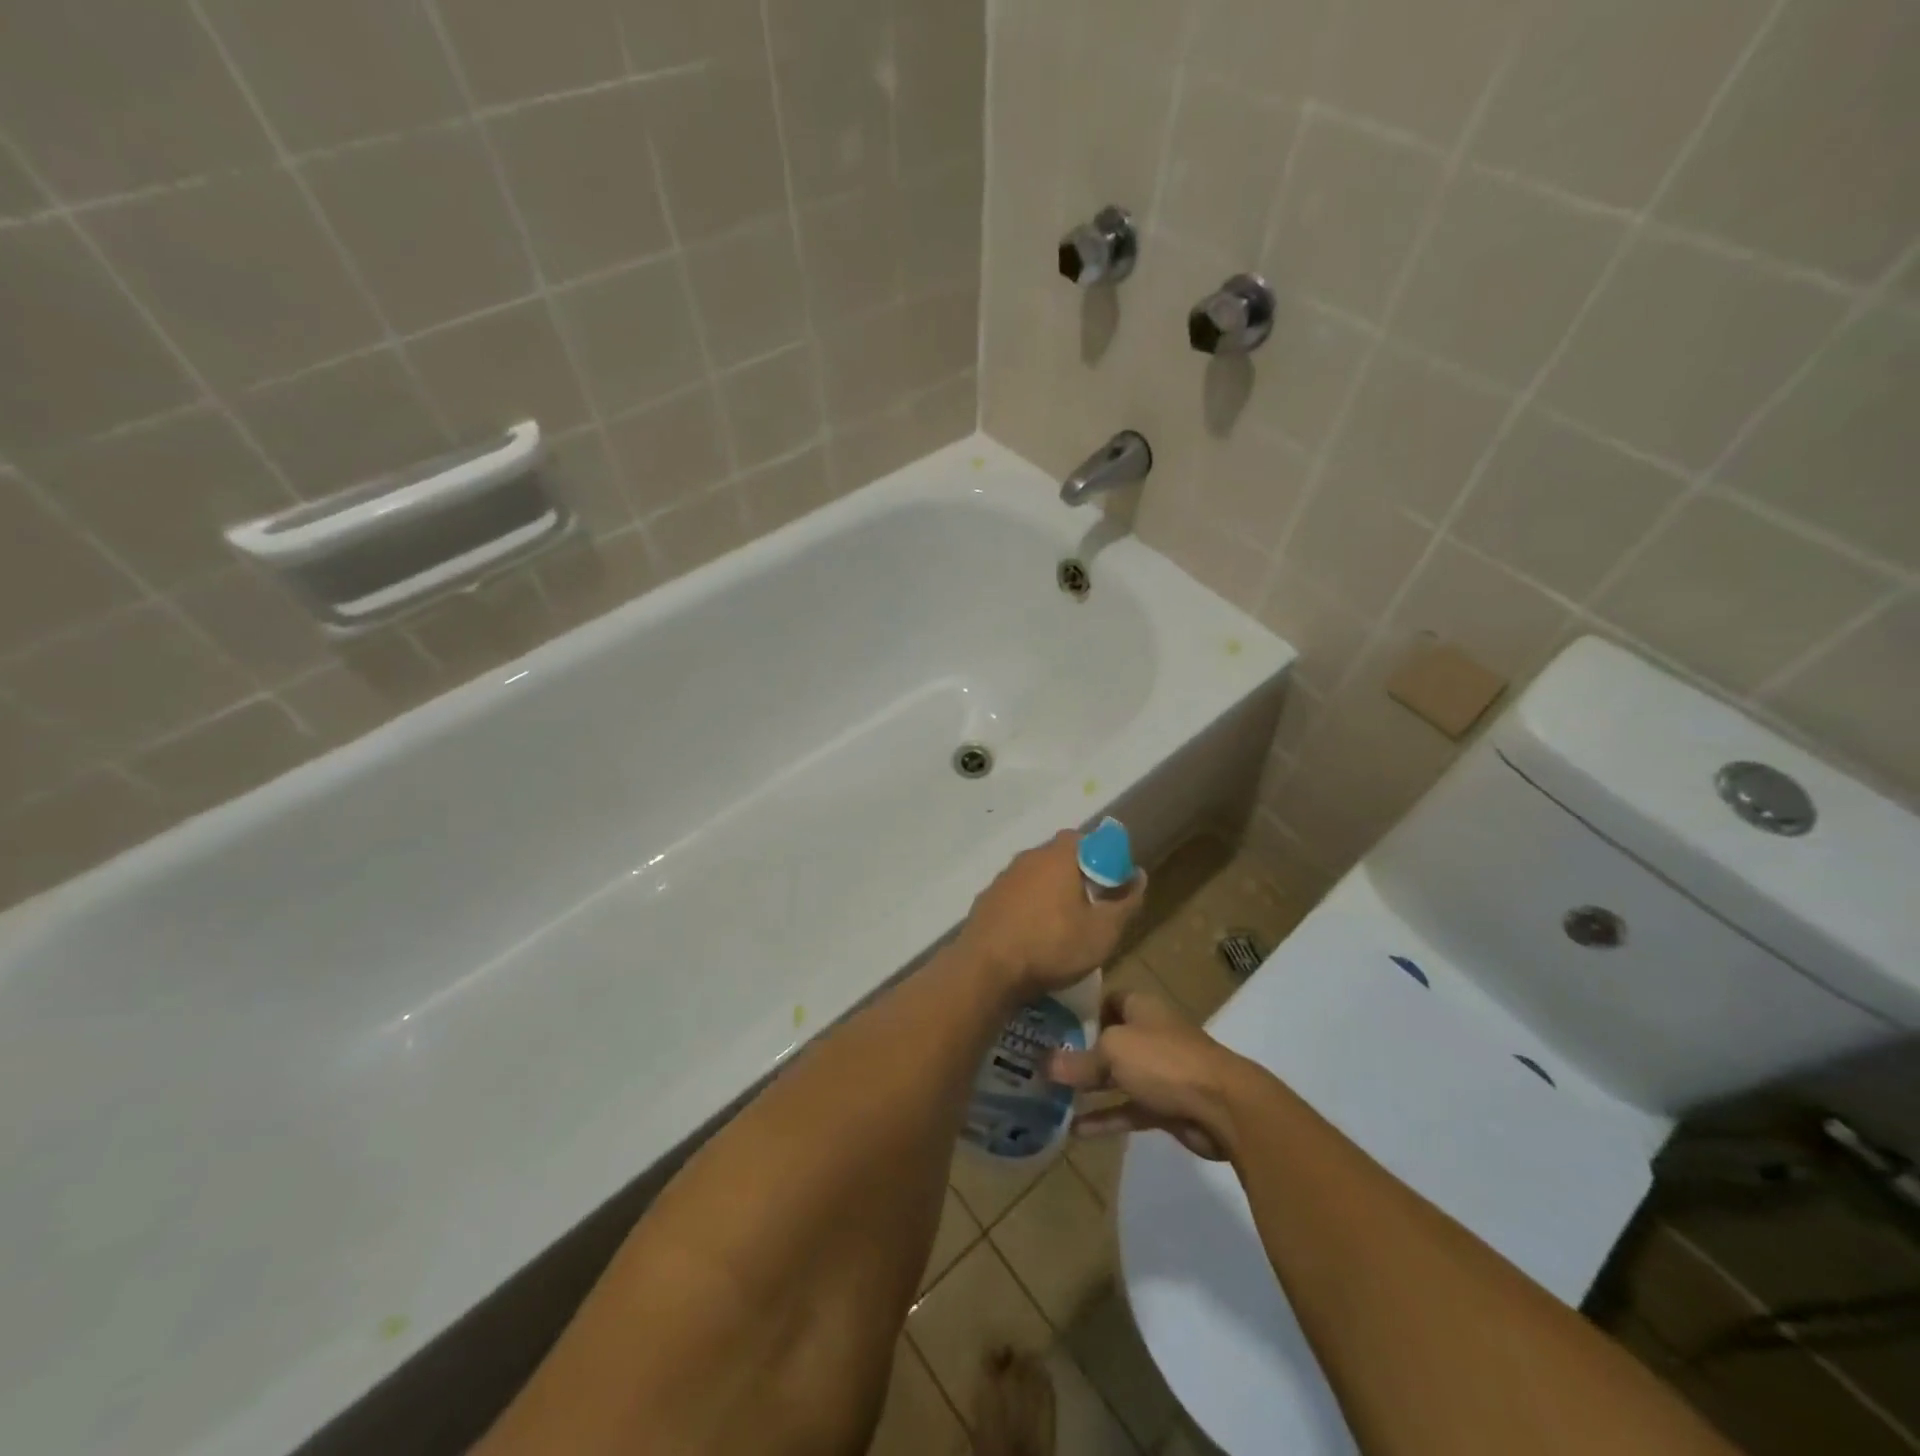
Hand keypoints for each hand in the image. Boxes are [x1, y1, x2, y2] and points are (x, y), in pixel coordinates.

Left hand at [957, 831, 1144, 998]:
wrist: (986, 970)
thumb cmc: (1052, 946)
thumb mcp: (1103, 931)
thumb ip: (1125, 901)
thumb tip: (1138, 875)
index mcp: (1057, 856)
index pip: (1084, 838)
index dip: (1102, 855)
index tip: (1111, 882)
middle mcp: (1027, 858)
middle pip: (1058, 856)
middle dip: (1077, 874)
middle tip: (1091, 904)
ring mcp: (1003, 878)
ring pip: (1035, 876)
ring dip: (1050, 891)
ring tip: (1062, 923)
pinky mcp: (986, 900)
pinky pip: (1015, 895)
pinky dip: (1027, 907)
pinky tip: (1032, 934)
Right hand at [1049, 990, 1243, 1159]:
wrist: (1222, 1106)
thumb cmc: (1164, 1060)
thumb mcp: (1113, 1052)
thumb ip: (1079, 1061)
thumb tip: (1043, 1065)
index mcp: (1141, 1006)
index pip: (1105, 999)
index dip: (1079, 1010)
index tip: (1049, 1024)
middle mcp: (1149, 1033)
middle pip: (1108, 1039)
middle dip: (1078, 1053)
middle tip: (1041, 1063)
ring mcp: (1159, 1071)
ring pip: (1116, 1077)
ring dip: (1088, 1089)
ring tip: (1051, 1097)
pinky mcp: (1165, 1106)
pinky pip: (1127, 1109)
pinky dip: (1105, 1119)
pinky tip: (1075, 1132)